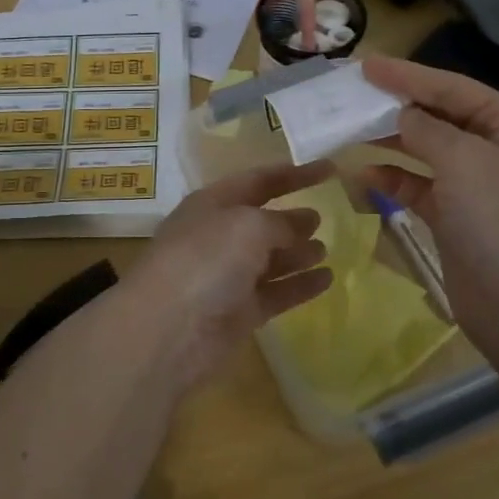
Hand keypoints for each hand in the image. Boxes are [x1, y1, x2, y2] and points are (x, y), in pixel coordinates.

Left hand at [119, 160, 335, 390]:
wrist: (168, 329)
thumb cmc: (205, 260)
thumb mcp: (248, 226)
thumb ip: (281, 222)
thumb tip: (302, 225)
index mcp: (213, 204)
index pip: (259, 180)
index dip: (294, 174)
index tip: (330, 169)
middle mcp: (219, 237)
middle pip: (262, 221)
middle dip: (291, 217)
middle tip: (324, 216)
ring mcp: (228, 277)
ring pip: (270, 259)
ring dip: (297, 252)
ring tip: (325, 250)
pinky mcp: (239, 313)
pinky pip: (276, 293)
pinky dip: (300, 285)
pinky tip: (327, 280)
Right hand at [360, 56, 498, 357]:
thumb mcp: (466, 161)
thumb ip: (427, 130)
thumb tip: (403, 116)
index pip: (454, 89)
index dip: (409, 75)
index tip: (366, 65)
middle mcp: (496, 152)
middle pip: (439, 117)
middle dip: (397, 106)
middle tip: (352, 94)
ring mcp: (476, 189)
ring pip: (425, 153)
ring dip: (390, 142)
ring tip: (349, 129)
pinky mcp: (456, 221)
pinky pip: (418, 189)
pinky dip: (392, 180)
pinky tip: (362, 175)